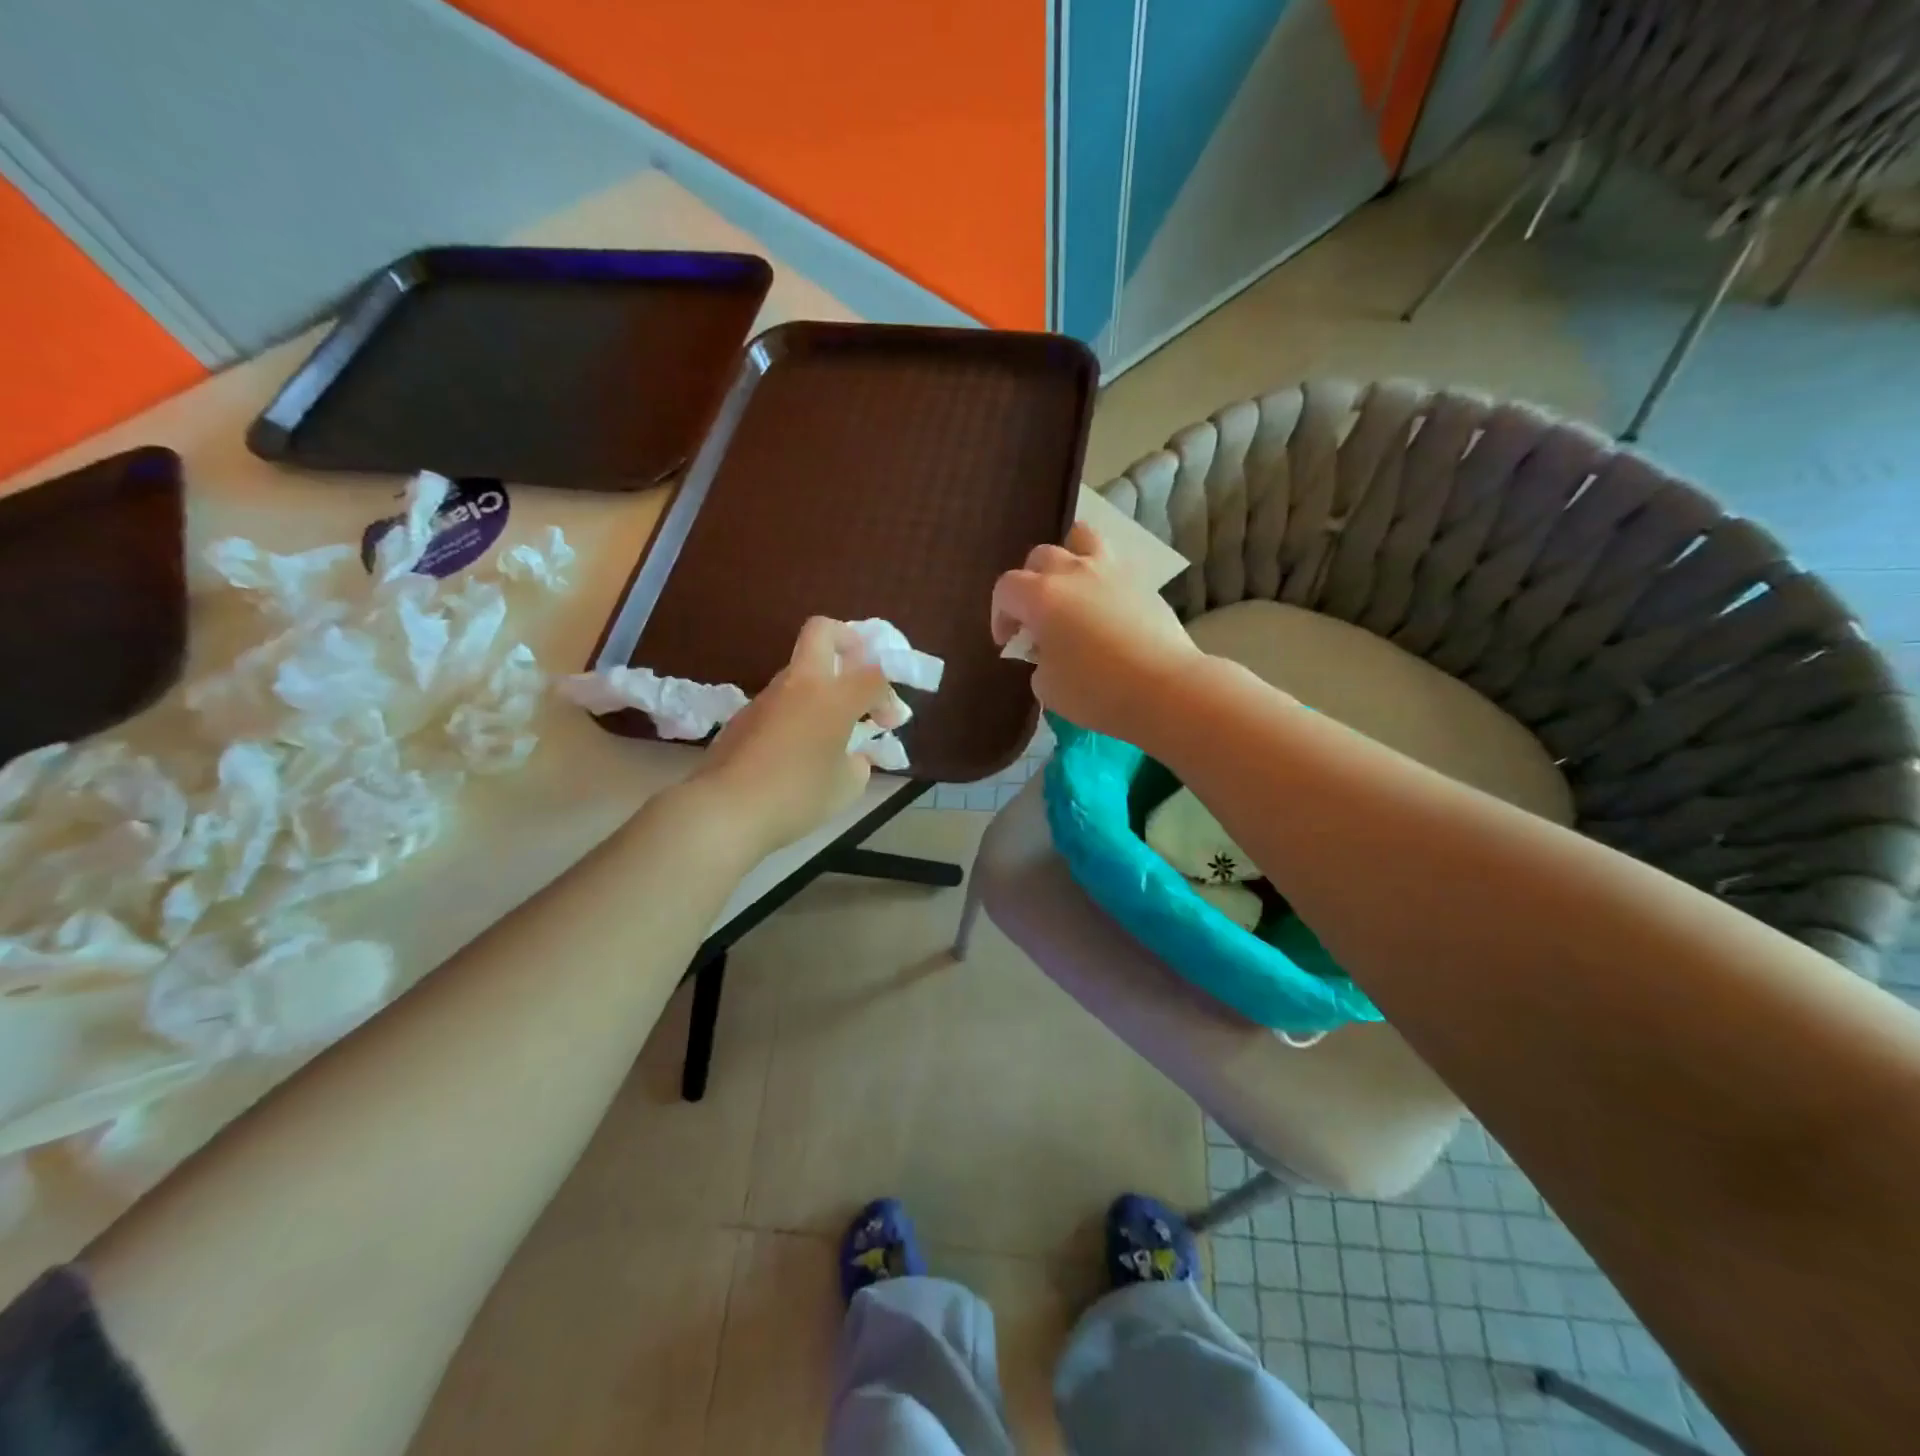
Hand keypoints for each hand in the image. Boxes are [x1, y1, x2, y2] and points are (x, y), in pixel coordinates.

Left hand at [693, 618, 894, 855]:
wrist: (726, 810)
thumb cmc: (798, 796)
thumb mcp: (846, 786)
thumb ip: (858, 762)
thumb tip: (851, 756)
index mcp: (833, 696)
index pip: (875, 673)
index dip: (889, 695)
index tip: (888, 724)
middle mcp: (800, 685)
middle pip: (823, 631)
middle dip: (848, 643)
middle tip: (858, 673)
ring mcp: (767, 697)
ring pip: (800, 671)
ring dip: (822, 687)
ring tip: (831, 729)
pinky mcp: (744, 716)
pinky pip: (781, 702)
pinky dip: (798, 713)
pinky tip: (798, 750)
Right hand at [991, 522, 1201, 740]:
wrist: (1165, 687)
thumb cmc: (1096, 690)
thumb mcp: (1047, 687)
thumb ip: (1039, 661)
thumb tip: (1048, 651)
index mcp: (1041, 596)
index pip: (1006, 589)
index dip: (1000, 615)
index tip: (1009, 642)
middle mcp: (1073, 572)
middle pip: (1040, 557)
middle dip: (1030, 584)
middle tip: (1036, 618)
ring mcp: (1111, 571)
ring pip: (1081, 539)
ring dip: (1069, 558)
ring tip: (1071, 588)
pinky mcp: (1142, 582)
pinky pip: (1112, 566)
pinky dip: (1100, 580)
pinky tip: (1105, 608)